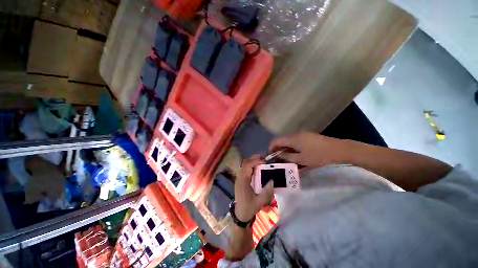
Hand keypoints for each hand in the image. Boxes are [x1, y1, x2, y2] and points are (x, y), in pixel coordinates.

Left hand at [234, 156, 273, 221]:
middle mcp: (239, 178)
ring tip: (261, 163)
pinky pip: (245, 170)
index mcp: (243, 181)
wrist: (240, 215)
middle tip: (263, 160)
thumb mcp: (259, 202)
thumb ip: (266, 192)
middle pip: (245, 164)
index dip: (255, 161)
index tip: (264, 162)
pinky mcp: (240, 181)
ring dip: (252, 163)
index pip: (247, 166)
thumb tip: (272, 180)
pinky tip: (257, 170)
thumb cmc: (249, 208)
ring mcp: (239, 179)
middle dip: (253, 160)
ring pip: (244, 166)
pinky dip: (251, 167)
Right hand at [269, 132, 348, 168]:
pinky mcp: (308, 137)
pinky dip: (293, 147)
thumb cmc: (318, 156)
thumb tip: (278, 155)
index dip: (271, 148)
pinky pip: (296, 141)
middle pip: (282, 140)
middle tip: (279, 159)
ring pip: (289, 141)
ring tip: (287, 159)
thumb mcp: (301, 159)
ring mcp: (302, 135)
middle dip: (278, 149)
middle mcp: (295, 134)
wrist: (339, 150)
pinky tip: (296, 155)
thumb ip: (287, 157)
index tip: (271, 156)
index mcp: (292, 139)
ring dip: (286, 149)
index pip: (276, 141)